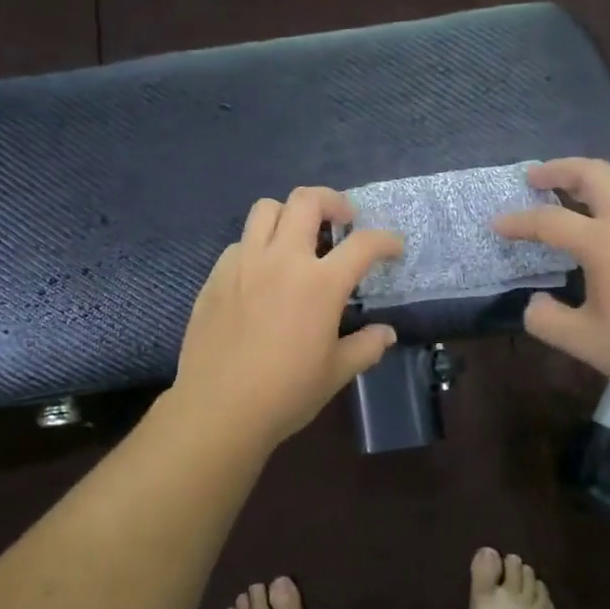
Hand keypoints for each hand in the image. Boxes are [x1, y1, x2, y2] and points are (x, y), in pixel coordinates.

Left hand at [171, 187, 404, 451]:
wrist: (218, 409)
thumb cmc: (285, 393)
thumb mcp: (336, 373)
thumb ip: (365, 347)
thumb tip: (386, 334)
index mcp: (320, 283)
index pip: (363, 245)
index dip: (385, 240)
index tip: (393, 247)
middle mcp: (282, 260)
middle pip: (307, 200)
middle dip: (332, 200)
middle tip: (342, 220)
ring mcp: (244, 263)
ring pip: (266, 208)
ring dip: (289, 214)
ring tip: (298, 237)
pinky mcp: (216, 276)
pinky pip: (240, 242)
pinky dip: (258, 246)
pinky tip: (262, 273)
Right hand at [492, 158, 609, 405]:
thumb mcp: (583, 341)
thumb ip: (547, 319)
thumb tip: (535, 303)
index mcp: (604, 242)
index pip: (550, 221)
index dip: (519, 222)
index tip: (498, 224)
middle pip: (594, 173)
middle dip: (559, 169)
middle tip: (536, 177)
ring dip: (599, 173)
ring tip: (579, 186)